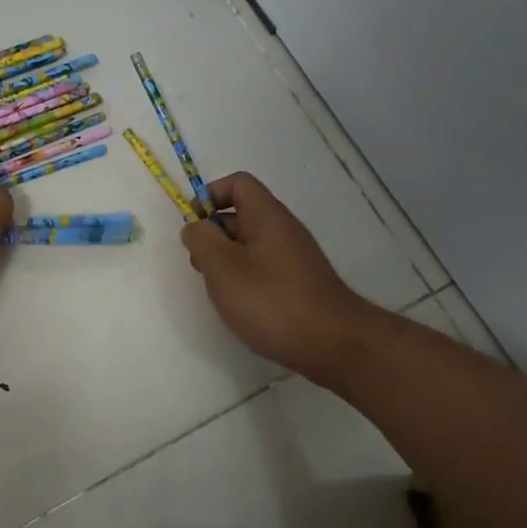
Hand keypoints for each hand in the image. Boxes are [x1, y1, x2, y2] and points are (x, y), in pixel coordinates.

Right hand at [180, 173, 371, 383]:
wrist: (332, 343)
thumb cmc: (271, 301)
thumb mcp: (223, 268)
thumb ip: (202, 240)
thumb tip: (195, 226)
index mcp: (267, 216)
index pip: (239, 184)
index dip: (210, 195)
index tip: (194, 225)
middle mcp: (283, 230)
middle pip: (242, 214)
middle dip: (213, 233)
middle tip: (200, 266)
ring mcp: (294, 258)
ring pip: (250, 244)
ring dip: (226, 260)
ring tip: (217, 290)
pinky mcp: (298, 283)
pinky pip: (263, 267)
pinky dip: (244, 278)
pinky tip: (239, 305)